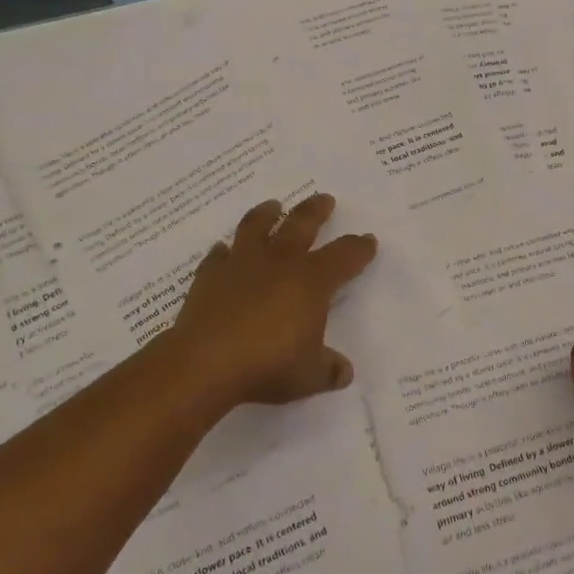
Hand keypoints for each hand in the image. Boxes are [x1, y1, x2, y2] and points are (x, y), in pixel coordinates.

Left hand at [166, 193, 377, 407]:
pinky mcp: (210, 275)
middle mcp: (279, 262)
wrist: (205, 362)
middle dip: (316, 210)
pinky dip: (223, 252)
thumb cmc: (267, 364)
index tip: (368, 240)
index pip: (344, 257)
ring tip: (273, 205)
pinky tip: (223, 250)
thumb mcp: (309, 375)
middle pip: (302, 224)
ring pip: (257, 226)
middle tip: (324, 198)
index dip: (359, 248)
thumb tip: (344, 372)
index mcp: (311, 281)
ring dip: (267, 214)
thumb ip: (329, 369)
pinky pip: (218, 256)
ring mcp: (241, 264)